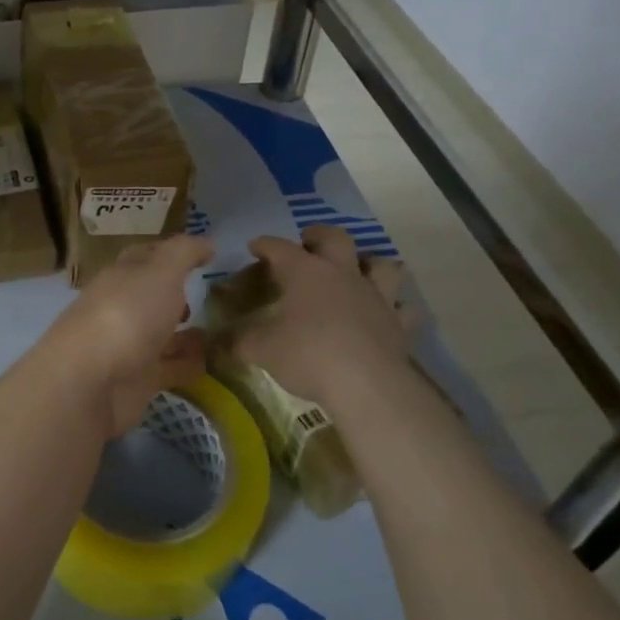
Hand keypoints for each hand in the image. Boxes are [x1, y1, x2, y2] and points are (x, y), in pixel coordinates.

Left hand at [41, 234, 212, 437]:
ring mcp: (127, 346)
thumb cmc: (125, 315)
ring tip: (226, 332)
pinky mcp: (136, 381)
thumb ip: (183, 254)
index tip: (205, 254)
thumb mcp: (160, 272)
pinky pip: (169, 369)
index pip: (145, 257)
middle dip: (177, 295)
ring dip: (187, 334)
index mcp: (121, 276)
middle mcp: (121, 308)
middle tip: (214, 296)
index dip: (172, 253)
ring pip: (162, 335)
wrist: (89, 383)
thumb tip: (206, 242)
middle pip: (151, 297)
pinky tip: (214, 364)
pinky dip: (188, 365)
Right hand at [235, 227, 414, 414]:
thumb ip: (237, 342)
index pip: (279, 248)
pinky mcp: (397, 323)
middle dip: (318, 236)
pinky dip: (397, 308)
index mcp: (304, 272)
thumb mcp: (260, 349)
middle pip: (335, 238)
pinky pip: (404, 309)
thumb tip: (214, 343)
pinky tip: (390, 313)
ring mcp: (375, 296)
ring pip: (380, 265)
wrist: (366, 383)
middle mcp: (341, 274)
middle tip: (308, 243)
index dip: (265, 245)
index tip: (255, 247)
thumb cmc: (306, 354)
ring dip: (369, 263)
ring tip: (358, 270)